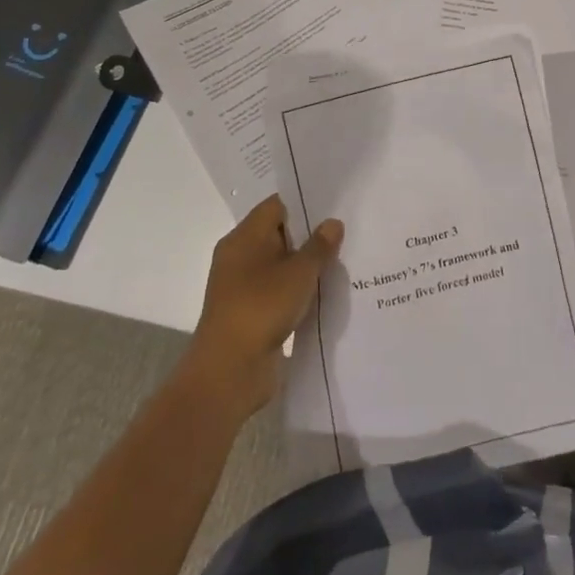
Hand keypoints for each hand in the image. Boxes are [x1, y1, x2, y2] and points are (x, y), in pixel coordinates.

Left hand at [187, 195, 342, 417]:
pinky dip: (297, 291)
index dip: (304, 202)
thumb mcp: (299, 272)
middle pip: (279, 234)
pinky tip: (324, 293)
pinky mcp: (250, 313)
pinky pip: (278, 291)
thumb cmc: (261, 308)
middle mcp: (239, 257)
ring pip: (280, 265)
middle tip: (345, 231)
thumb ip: (319, 246)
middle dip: (310, 235)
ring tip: (342, 261)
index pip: (276, 206)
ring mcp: (243, 287)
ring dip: (305, 266)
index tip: (334, 204)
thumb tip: (332, 223)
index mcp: (243, 238)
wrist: (228, 372)